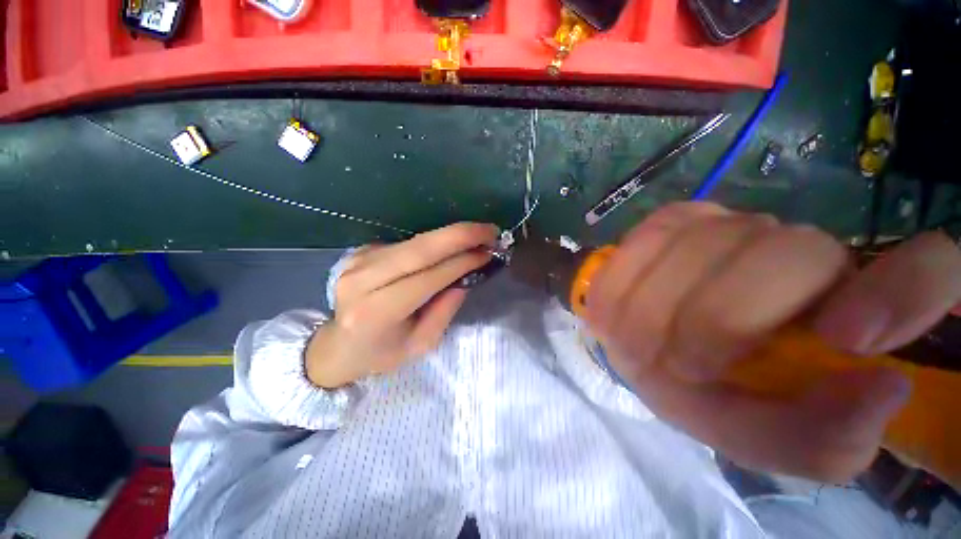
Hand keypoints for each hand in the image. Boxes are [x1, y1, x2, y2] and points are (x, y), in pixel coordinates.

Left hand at [306, 223, 497, 388]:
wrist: (338, 345)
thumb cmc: (382, 352)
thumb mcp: (422, 344)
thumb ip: (445, 309)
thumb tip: (466, 276)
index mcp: (376, 311)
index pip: (426, 277)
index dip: (460, 262)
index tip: (488, 252)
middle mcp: (362, 280)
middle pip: (418, 249)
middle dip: (459, 236)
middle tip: (489, 230)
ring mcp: (358, 261)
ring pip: (414, 242)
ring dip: (449, 237)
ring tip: (476, 236)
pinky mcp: (361, 251)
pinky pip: (407, 244)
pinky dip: (433, 243)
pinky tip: (449, 247)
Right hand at [585, 202, 960, 481]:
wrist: (651, 351)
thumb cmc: (715, 395)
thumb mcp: (765, 437)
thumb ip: (822, 438)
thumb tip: (879, 387)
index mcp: (849, 308)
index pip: (930, 268)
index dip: (904, 290)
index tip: (846, 339)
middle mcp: (800, 249)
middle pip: (783, 255)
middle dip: (715, 321)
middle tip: (676, 366)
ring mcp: (730, 223)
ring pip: (704, 242)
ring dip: (658, 306)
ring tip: (636, 345)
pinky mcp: (672, 219)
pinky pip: (648, 235)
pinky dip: (624, 277)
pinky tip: (612, 310)